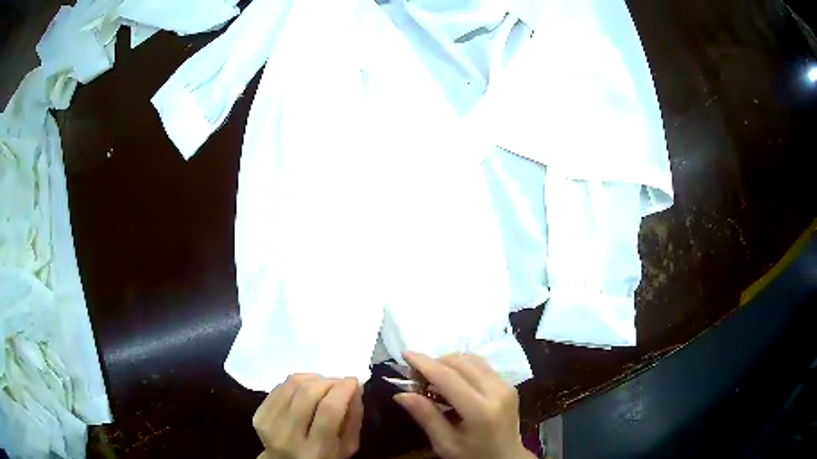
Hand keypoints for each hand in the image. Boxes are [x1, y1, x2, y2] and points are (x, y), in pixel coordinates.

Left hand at [253, 374, 363, 458]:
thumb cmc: (324, 457)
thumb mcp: (347, 447)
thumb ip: (354, 419)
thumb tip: (355, 388)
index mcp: (316, 450)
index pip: (329, 410)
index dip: (343, 389)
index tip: (353, 380)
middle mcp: (288, 437)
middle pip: (308, 394)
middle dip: (328, 381)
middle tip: (340, 382)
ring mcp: (270, 424)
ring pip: (292, 385)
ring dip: (314, 378)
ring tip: (325, 384)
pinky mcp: (259, 414)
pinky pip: (280, 386)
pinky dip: (297, 381)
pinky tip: (307, 387)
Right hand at [394, 352, 534, 458]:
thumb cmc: (473, 456)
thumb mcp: (445, 444)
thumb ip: (425, 416)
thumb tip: (401, 393)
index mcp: (480, 410)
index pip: (448, 377)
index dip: (424, 363)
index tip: (405, 354)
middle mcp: (496, 391)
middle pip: (460, 362)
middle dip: (435, 362)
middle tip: (416, 377)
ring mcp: (506, 386)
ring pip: (472, 360)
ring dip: (449, 363)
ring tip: (432, 379)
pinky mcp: (509, 385)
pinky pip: (482, 366)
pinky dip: (463, 367)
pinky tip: (452, 382)